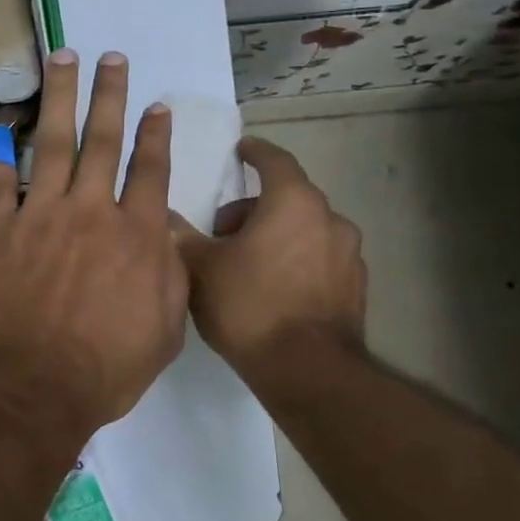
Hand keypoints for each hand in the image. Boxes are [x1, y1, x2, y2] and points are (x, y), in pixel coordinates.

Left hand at [0, 49, 187, 440]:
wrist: (36, 386)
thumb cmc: (108, 367)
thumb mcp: (166, 327)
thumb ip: (170, 272)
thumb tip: (163, 234)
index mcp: (136, 233)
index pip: (150, 169)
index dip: (155, 134)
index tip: (156, 105)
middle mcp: (90, 211)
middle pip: (102, 139)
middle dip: (109, 94)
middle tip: (111, 57)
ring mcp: (39, 216)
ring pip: (53, 144)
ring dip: (60, 99)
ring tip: (63, 61)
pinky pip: (0, 188)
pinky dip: (1, 168)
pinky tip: (1, 148)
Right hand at [175, 138, 366, 372]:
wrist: (307, 370)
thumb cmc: (249, 305)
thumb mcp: (200, 267)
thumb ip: (181, 236)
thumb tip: (164, 218)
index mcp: (293, 202)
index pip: (274, 161)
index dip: (255, 152)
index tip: (241, 150)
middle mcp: (330, 219)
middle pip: (288, 198)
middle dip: (254, 208)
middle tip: (222, 232)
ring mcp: (349, 255)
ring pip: (306, 230)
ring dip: (277, 235)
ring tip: (246, 265)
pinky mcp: (355, 288)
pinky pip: (320, 259)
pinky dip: (297, 262)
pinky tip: (274, 290)